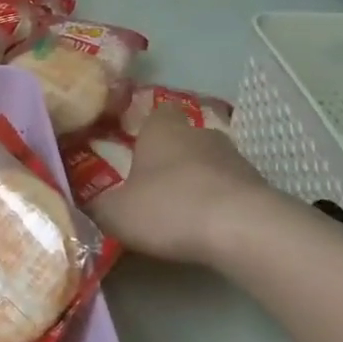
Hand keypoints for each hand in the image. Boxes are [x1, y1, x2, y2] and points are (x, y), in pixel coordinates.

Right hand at [91, 110, 273, 264]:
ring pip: (211, 163)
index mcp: (162, 130)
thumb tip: (82, 201)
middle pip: (185, 138)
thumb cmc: (168, 207)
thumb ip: (95, 205)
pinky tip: (208, 227)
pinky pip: (232, 191)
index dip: (146, 126)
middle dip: (172, 156)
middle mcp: (200, 135)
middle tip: (153, 182)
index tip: (134, 143)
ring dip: (199, 181)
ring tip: (181, 210)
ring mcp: (236, 160)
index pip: (156, 111)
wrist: (244, 229)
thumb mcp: (114, 213)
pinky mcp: (260, 188)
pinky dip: (220, 204)